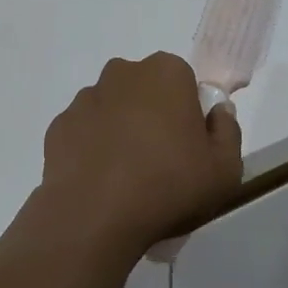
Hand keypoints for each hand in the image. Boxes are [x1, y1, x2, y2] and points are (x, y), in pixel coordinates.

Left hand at [38, 53, 243, 258]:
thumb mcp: (225, 169)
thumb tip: (217, 112)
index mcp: (166, 73)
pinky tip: (101, 182)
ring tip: (128, 178)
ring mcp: (86, 98)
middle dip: (153, 115)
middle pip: (146, 90)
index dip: (189, 113)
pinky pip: (85, 132)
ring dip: (121, 131)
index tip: (190, 147)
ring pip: (113, 109)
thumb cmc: (168, 185)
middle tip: (162, 162)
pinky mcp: (59, 125)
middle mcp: (122, 73)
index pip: (184, 81)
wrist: (94, 215)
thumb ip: (228, 131)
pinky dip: (93, 149)